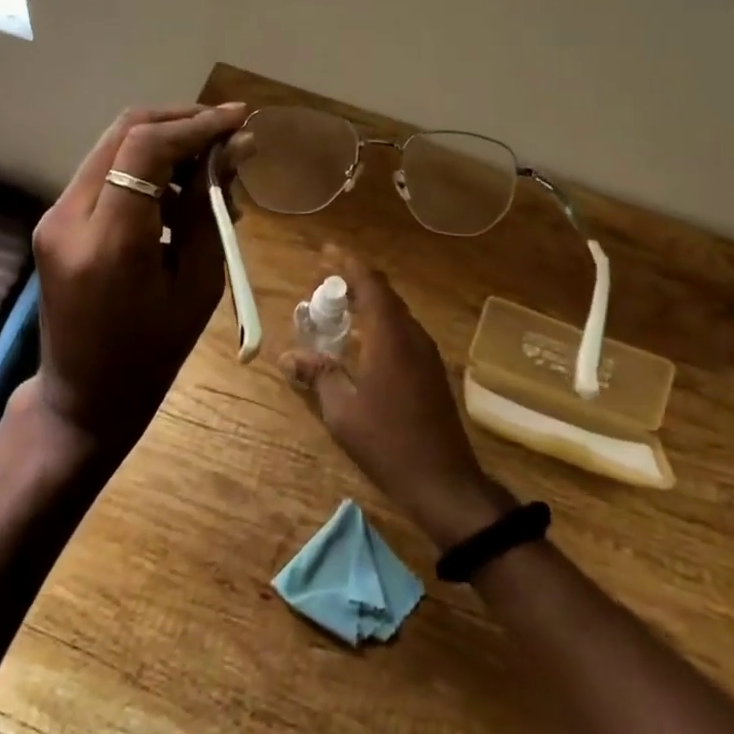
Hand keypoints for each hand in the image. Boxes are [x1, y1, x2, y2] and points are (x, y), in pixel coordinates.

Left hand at [30, 103, 251, 454]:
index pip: (146, 148)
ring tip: (210, 168)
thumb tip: (235, 148)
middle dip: (181, 121)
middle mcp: (68, 217)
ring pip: (114, 146)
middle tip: (227, 132)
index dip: (197, 124)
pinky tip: (177, 192)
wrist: (82, 399)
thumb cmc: (151, 355)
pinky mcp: (55, 220)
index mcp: (107, 242)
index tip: (240, 119)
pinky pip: (105, 172)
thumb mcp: (197, 284)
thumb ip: (210, 208)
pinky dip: (144, 167)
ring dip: (164, 142)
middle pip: (125, 132)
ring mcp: (54, 216)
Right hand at [281, 250, 511, 547]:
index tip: (325, 251)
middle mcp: (411, 334)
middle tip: (323, 283)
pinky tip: (361, 343)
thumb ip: (317, 375)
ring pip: (394, 312)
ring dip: (367, 303)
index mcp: (390, 335)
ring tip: (337, 309)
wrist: (445, 482)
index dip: (347, 262)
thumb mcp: (342, 411)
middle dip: (354, 281)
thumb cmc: (388, 443)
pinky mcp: (431, 370)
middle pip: (383, 293)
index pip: (369, 282)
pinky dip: (378, 324)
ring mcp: (426, 352)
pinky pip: (401, 331)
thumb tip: (288, 357)